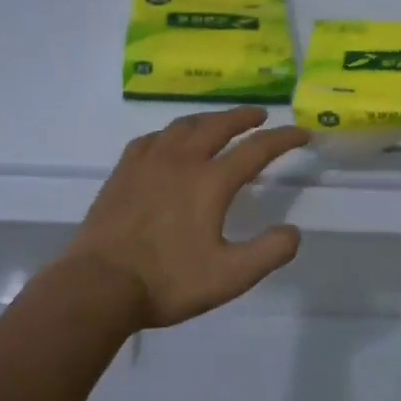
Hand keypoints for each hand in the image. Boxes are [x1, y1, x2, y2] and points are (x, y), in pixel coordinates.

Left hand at [68, 107, 309, 327]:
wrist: (99, 284)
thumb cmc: (167, 281)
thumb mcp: (229, 277)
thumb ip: (268, 252)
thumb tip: (293, 232)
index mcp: (210, 181)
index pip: (256, 149)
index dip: (283, 139)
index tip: (301, 134)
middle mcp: (181, 160)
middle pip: (218, 125)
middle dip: (244, 117)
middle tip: (260, 115)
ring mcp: (148, 161)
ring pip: (183, 126)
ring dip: (208, 119)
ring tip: (219, 122)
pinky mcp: (123, 170)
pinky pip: (152, 138)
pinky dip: (171, 133)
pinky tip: (169, 142)